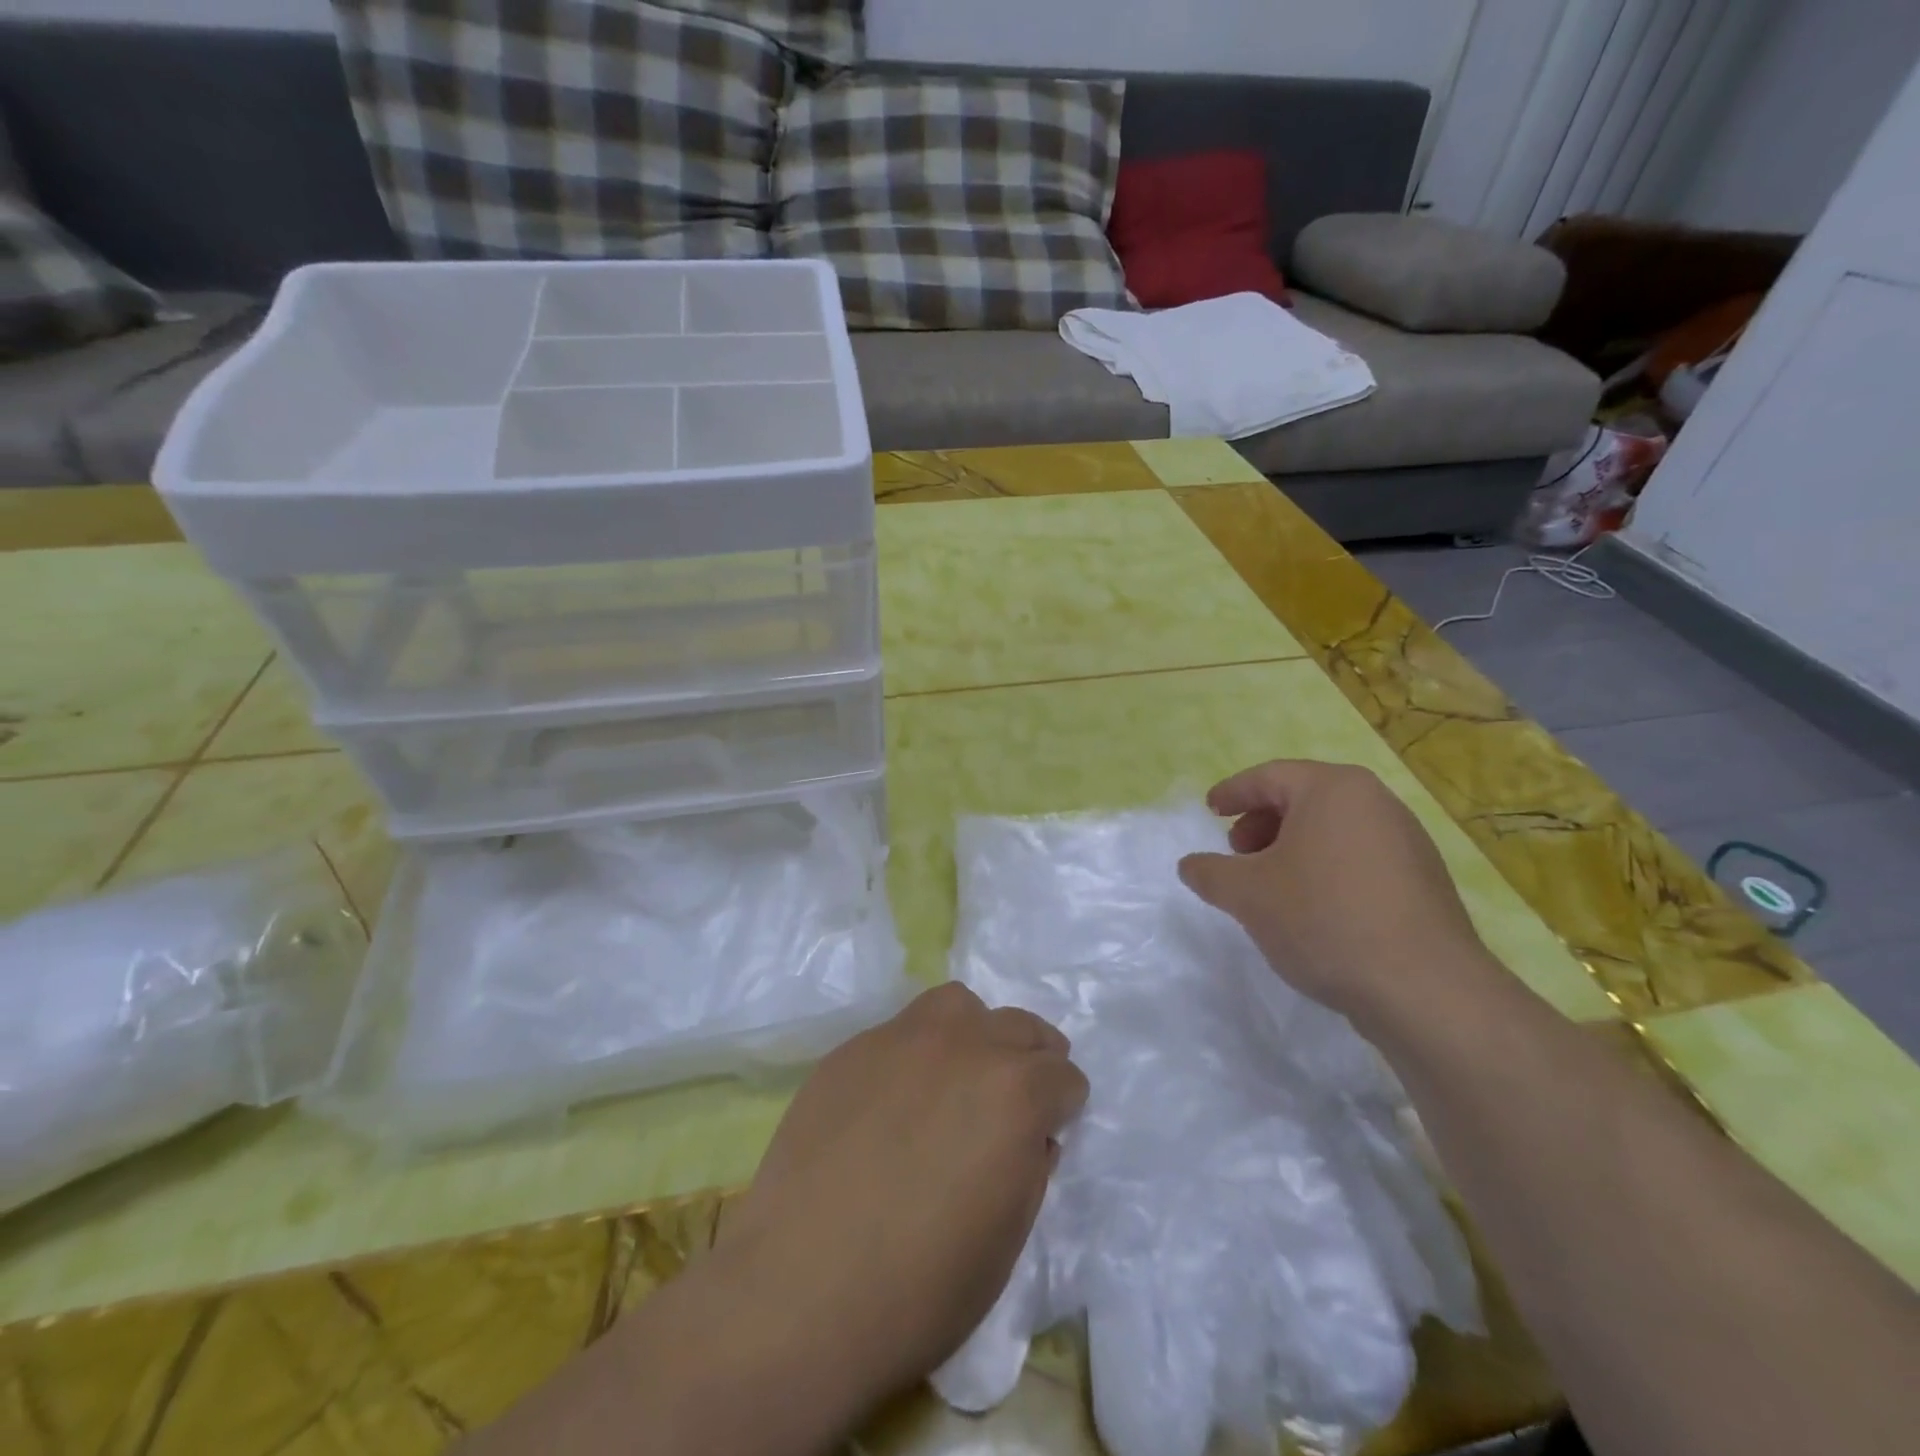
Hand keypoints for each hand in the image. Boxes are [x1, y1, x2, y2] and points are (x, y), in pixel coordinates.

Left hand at [713, 984, 1087, 1423]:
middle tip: (1015, 1100)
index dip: (1064, 1107)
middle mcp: (964, 1045)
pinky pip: (902, 1030)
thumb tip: (1030, 1135)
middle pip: (1019, 1026)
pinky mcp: (852, 1049)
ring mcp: (901, 1038)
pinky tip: (897, 1099)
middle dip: (1031, 1059)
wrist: (799, 1293)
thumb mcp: (1007, 1239)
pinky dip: (918, 1052)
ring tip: (960, 1077)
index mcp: (1014, 1091)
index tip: (1049, 1132)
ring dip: (974, 1034)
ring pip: (958, 1006)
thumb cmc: (920, 1288)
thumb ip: (1030, 1166)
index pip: (1064, 1075)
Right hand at [1178, 760, 1494, 1027]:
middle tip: (1237, 854)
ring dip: (1292, 848)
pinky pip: (1359, 857)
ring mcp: (1407, 841)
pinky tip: (1312, 908)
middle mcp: (1376, 802)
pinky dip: (1325, 868)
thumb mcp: (1247, 894)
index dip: (1233, 792)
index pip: (1270, 776)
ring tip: (1270, 885)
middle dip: (1262, 822)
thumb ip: (1210, 872)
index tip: (1210, 811)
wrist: (1423, 988)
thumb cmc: (1323, 919)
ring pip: (1333, 829)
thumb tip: (1190, 865)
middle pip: (1304, 798)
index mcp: (1334, 789)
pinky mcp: (1423, 880)